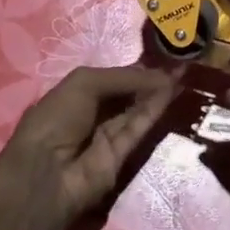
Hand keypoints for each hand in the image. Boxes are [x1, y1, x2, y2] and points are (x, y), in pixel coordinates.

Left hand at [0, 66, 176, 229]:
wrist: (48, 172)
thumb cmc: (58, 117)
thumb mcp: (84, 83)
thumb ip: (123, 77)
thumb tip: (160, 75)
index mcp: (75, 94)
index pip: (111, 78)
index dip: (134, 69)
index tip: (161, 58)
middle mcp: (92, 113)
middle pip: (126, 94)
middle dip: (150, 80)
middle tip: (178, 65)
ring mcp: (106, 136)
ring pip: (136, 110)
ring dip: (156, 93)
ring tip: (181, 75)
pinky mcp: (122, 156)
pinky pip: (139, 128)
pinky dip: (154, 111)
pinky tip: (170, 93)